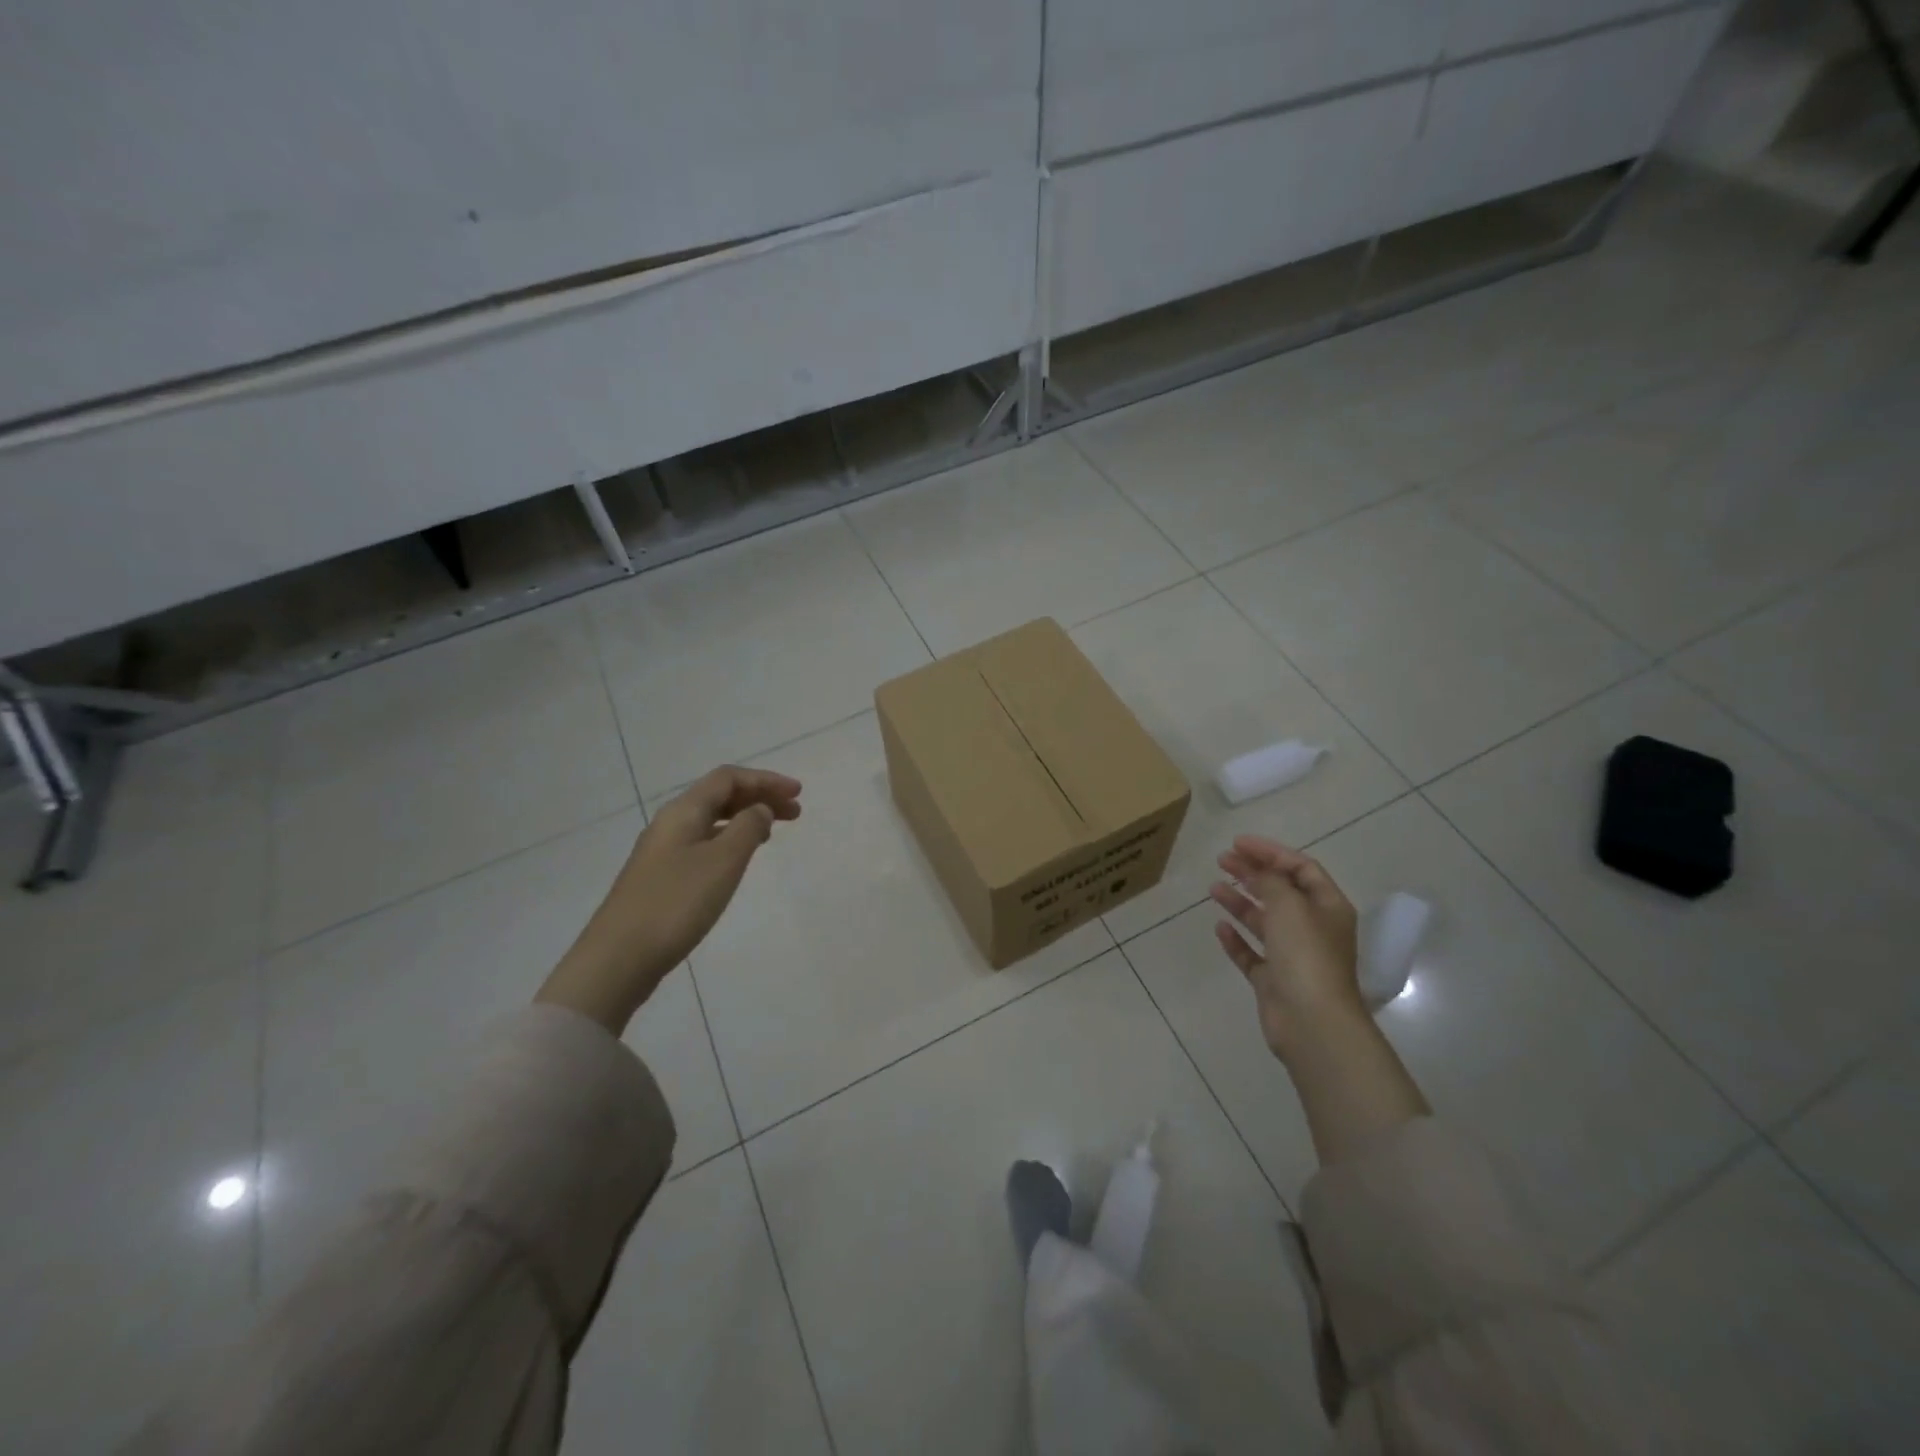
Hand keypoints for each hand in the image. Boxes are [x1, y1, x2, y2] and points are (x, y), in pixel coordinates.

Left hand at [537, 766, 801, 1033]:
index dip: (765, 780)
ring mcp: (662, 851)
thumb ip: (748, 828)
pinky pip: (703, 843)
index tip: (798, 793)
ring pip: (711, 821)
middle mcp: (670, 823)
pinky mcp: (661, 877)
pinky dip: (729, 841)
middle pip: (719, 796)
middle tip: (795, 813)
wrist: (619, 958)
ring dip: (745, 819)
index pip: (728, 778)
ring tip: (772, 833)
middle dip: (759, 798)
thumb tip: (759, 809)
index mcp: (683, 811)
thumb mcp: (723, 861)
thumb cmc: (676, 903)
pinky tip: (739, 860)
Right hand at [1210, 835, 1363, 1059]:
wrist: (1311, 1022)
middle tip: (1221, 860)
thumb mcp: (1289, 905)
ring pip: (1264, 921)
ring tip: (1213, 888)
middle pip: (1280, 892)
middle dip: (1252, 873)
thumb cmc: (1306, 955)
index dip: (1270, 852)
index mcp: (1327, 907)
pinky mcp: (1274, 981)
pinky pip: (1252, 954)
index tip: (1238, 843)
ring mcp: (1293, 956)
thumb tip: (1258, 872)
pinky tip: (1219, 928)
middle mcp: (1313, 928)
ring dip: (1241, 902)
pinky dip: (1236, 940)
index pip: (1300, 868)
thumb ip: (1271, 881)